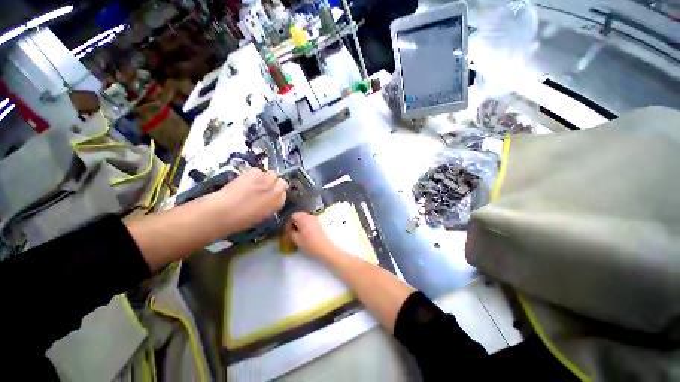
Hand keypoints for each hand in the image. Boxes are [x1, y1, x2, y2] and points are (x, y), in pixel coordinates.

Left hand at [214, 168, 287, 232]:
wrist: (224, 212)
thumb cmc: (243, 219)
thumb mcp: (263, 214)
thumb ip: (272, 203)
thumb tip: (272, 197)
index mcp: (279, 202)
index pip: (284, 191)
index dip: (278, 192)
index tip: (270, 194)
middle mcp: (277, 189)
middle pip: (280, 180)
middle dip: (273, 182)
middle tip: (263, 188)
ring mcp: (267, 179)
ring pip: (270, 174)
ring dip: (264, 178)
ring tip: (252, 184)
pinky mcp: (254, 172)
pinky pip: (258, 171)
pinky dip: (254, 174)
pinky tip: (245, 181)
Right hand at [286, 212, 337, 258]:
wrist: (325, 248)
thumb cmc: (309, 244)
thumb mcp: (296, 239)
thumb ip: (290, 231)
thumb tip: (289, 228)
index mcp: (303, 218)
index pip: (292, 216)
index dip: (288, 223)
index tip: (287, 231)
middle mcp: (310, 216)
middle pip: (298, 215)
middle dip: (294, 223)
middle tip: (291, 231)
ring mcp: (315, 219)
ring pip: (304, 218)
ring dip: (299, 224)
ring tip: (297, 233)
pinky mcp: (319, 223)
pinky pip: (309, 221)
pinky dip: (305, 225)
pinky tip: (304, 233)